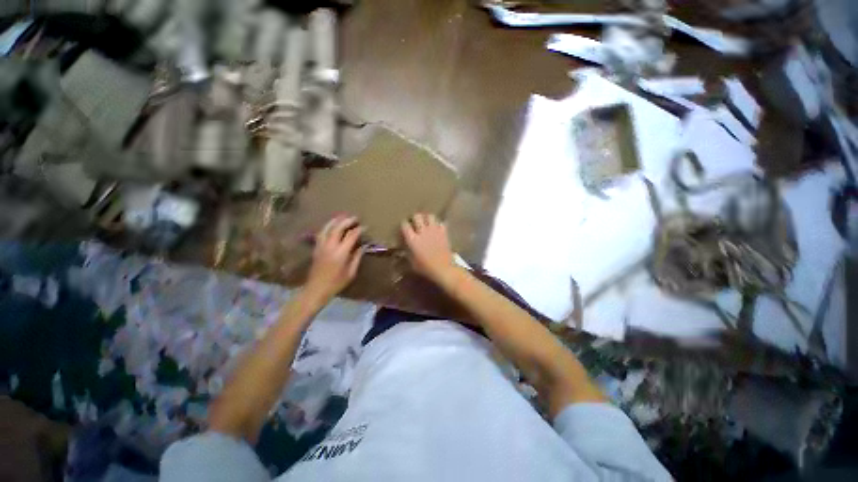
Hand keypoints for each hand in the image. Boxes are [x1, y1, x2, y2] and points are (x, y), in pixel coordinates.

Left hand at [306, 216, 365, 299]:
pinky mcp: (316, 248)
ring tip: (342, 216)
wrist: (316, 289)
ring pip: (327, 228)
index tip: (365, 227)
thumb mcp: (351, 272)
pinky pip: (321, 233)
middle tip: (355, 218)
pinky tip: (330, 226)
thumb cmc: (336, 283)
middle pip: (338, 228)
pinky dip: (327, 227)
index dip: (359, 230)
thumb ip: (357, 257)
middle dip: (347, 221)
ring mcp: (321, 246)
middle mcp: (330, 246)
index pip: (351, 236)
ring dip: (335, 221)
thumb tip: (363, 246)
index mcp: (341, 253)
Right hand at [401, 214, 457, 286]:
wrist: (443, 268)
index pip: (405, 225)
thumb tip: (404, 249)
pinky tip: (437, 228)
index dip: (404, 225)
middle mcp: (422, 231)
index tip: (404, 228)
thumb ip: (407, 253)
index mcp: (412, 239)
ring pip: (430, 216)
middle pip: (417, 216)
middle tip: (415, 223)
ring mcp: (434, 230)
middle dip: (415, 218)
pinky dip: (438, 224)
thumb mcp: (412, 263)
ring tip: (426, 222)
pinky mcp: (443, 232)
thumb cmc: (425, 268)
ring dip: (427, 218)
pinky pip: (440, 223)